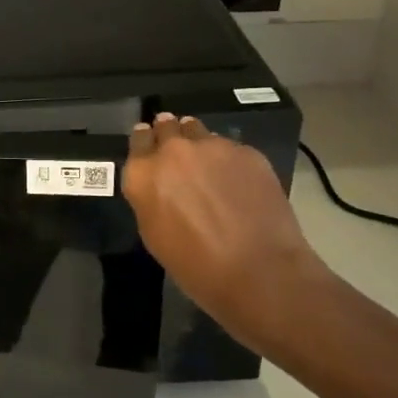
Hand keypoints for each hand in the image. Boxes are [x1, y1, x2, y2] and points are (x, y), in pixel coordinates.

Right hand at [122, 111, 332, 337]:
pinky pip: (230, 148)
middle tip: (178, 153)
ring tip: (208, 164)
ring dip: (198, 143)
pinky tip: (238, 182)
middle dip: (169, 135)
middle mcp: (174, 151)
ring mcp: (213, 147)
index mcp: (144, 173)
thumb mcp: (153, 234)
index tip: (149, 144)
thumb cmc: (196, 265)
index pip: (138, 138)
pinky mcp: (247, 152)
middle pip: (167, 126)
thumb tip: (159, 184)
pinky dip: (228, 159)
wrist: (259, 271)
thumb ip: (149, 197)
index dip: (144, 140)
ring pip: (199, 131)